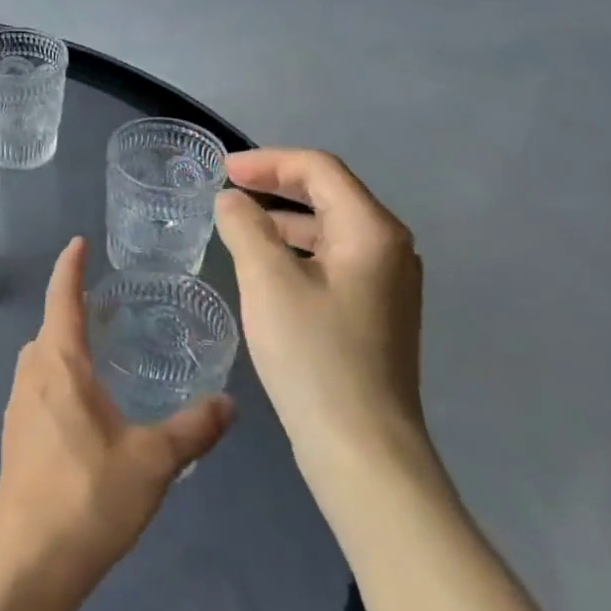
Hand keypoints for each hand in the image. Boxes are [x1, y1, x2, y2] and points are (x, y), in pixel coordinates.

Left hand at [0, 237, 234, 602]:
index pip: (62, 298)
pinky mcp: (14, 434)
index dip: (70, 267)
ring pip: (40, 357)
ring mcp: (17, 405)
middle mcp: (31, 373)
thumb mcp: (153, 461)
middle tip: (107, 305)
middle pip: (50, 326)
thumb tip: (230, 403)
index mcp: (59, 364)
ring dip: (63, 344)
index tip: (77, 242)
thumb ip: (193, 428)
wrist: (30, 560)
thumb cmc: (90, 497)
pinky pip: (37, 385)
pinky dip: (57, 375)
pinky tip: (84, 404)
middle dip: (72, 308)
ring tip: (100, 351)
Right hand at [213, 150, 426, 490]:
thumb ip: (245, 227)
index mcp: (372, 231)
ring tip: (238, 222)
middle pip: (329, 192)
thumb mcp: (267, 281)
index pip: (319, 169)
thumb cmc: (314, 356)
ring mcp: (386, 283)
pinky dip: (296, 248)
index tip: (221, 171)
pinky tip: (265, 265)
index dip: (267, 161)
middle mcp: (389, 249)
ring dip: (283, 217)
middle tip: (226, 188)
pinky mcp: (375, 312)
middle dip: (275, 184)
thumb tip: (231, 200)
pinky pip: (332, 258)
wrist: (362, 449)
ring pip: (330, 227)